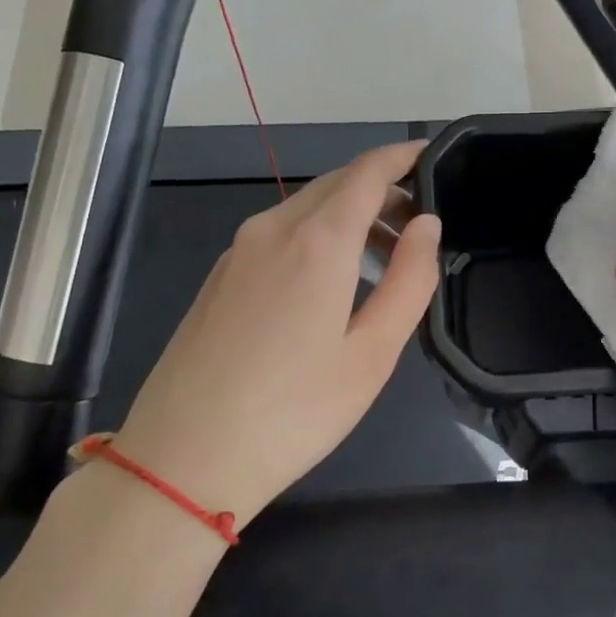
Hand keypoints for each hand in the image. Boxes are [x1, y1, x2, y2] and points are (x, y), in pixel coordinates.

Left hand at [112, 142, 440, 528]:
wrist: (183, 459)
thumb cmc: (294, 411)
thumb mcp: (373, 353)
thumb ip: (410, 280)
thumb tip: (426, 225)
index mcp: (318, 241)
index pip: (368, 171)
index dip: (403, 156)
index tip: (432, 157)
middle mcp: (273, 228)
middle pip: (336, 183)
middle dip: (381, 188)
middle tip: (419, 222)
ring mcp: (238, 251)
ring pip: (305, 207)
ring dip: (349, 215)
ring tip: (385, 258)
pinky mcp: (219, 276)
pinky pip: (279, 233)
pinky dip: (317, 235)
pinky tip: (330, 282)